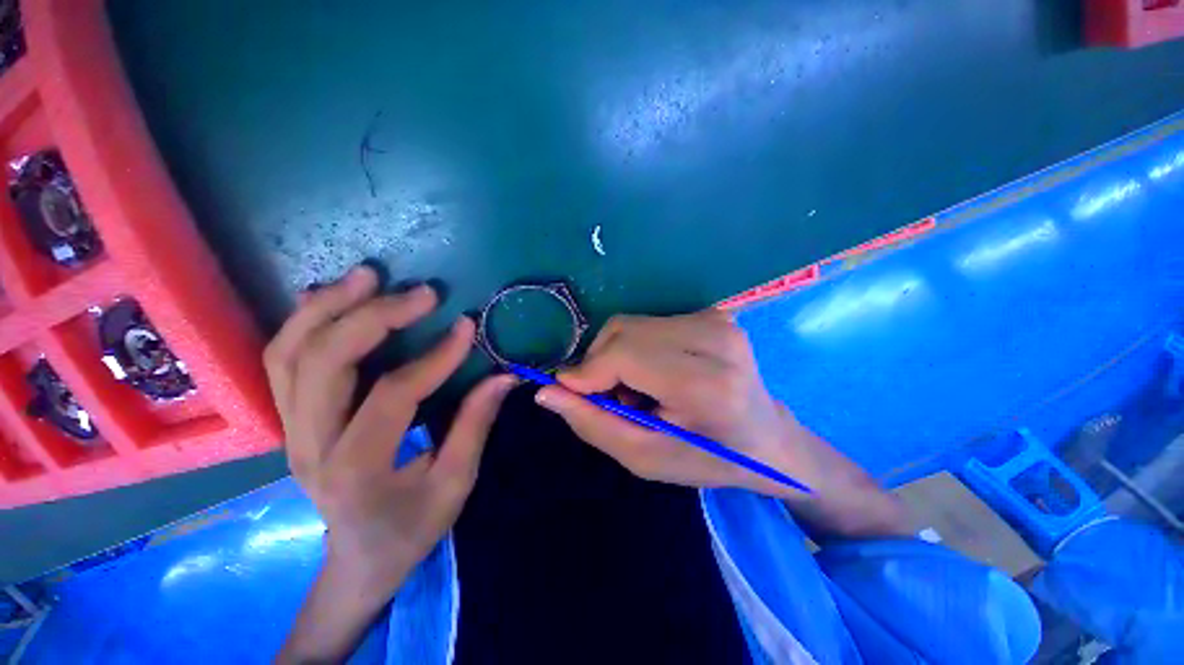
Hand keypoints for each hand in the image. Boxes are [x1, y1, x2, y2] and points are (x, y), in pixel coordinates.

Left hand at [266, 265, 514, 662]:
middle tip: (421, 292)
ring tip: (368, 276)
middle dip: (373, 317)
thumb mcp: (454, 484)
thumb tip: (502, 376)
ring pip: (289, 354)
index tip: (466, 328)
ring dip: (328, 308)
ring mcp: (290, 431)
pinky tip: (331, 297)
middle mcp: (310, 445)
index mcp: (356, 470)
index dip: (434, 358)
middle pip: (323, 364)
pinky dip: (304, 322)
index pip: (392, 396)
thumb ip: (475, 425)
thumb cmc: (410, 527)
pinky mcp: (289, 420)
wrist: (357, 559)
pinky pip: (281, 361)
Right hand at [535, 309, 815, 497]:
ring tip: (636, 391)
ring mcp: (715, 320)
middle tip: (612, 400)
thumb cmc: (709, 458)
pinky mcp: (710, 314)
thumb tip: (547, 390)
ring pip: (630, 324)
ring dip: (617, 357)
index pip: (625, 354)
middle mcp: (714, 338)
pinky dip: (635, 348)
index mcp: (707, 383)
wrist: (767, 438)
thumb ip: (593, 423)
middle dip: (599, 365)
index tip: (569, 393)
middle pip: (624, 332)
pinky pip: (648, 323)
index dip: (587, 372)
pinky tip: (653, 374)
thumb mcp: (646, 457)